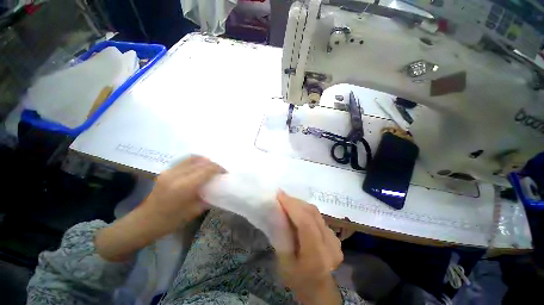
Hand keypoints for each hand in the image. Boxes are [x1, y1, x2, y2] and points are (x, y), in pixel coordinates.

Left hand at [142, 155, 223, 232]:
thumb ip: (209, 197)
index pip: (207, 170)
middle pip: (201, 162)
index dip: (219, 168)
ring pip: (193, 159)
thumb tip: (219, 188)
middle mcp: (176, 175)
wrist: (145, 221)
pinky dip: (196, 162)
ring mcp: (169, 171)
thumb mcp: (194, 211)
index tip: (225, 172)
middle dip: (214, 164)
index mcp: (184, 187)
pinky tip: (200, 168)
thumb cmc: (171, 220)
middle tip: (220, 171)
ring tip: (211, 167)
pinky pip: (185, 161)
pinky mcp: (166, 171)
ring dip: (205, 161)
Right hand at [276, 191, 342, 304]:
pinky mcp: (335, 236)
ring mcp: (335, 240)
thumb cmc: (297, 279)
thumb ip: (283, 236)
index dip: (292, 205)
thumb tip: (280, 212)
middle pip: (312, 214)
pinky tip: (298, 212)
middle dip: (295, 202)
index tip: (280, 194)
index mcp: (317, 255)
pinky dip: (306, 210)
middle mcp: (330, 245)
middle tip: (282, 196)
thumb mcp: (284, 262)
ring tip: (288, 202)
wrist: (319, 289)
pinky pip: (319, 217)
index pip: (306, 222)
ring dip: (301, 205)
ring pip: (316, 213)